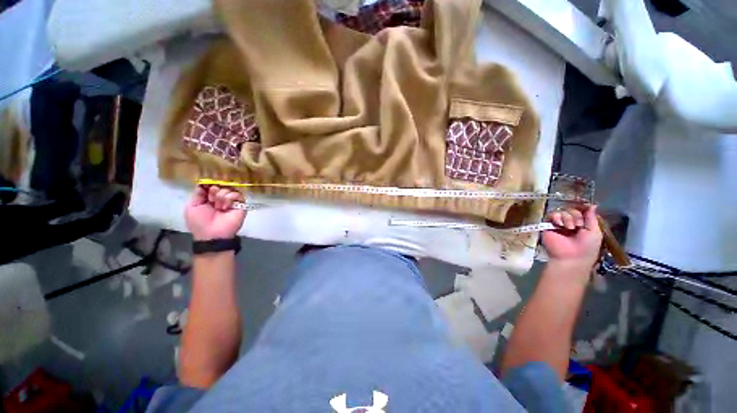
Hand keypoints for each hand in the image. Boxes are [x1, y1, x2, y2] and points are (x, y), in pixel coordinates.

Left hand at [185, 185, 245, 240]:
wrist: (212, 234)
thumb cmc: (200, 222)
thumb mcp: (192, 207)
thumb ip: (198, 194)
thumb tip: (203, 183)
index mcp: (209, 198)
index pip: (211, 185)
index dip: (209, 184)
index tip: (206, 188)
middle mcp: (221, 198)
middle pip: (220, 185)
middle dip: (214, 190)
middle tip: (211, 200)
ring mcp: (231, 201)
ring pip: (229, 189)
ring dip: (221, 196)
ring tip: (218, 207)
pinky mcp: (241, 205)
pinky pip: (238, 195)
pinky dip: (230, 198)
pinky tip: (225, 207)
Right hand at [542, 205, 602, 269]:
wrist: (571, 257)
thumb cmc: (587, 247)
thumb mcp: (595, 232)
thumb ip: (592, 218)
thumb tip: (593, 205)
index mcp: (581, 225)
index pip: (580, 212)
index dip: (583, 211)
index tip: (586, 213)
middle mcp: (569, 223)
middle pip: (571, 210)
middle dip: (576, 216)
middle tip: (578, 226)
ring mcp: (558, 225)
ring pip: (561, 212)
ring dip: (567, 218)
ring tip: (569, 227)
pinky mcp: (547, 226)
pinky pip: (550, 215)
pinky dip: (556, 217)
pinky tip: (560, 224)